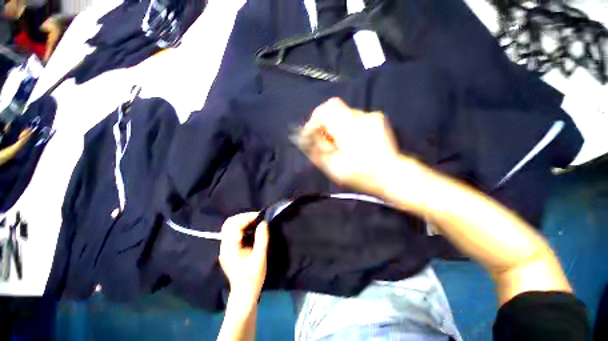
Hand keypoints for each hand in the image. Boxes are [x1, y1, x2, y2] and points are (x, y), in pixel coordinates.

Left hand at [219, 213, 268, 303]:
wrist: (244, 293)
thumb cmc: (252, 277)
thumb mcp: (260, 258)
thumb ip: (261, 239)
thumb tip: (264, 222)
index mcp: (229, 249)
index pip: (234, 225)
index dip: (247, 218)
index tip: (260, 217)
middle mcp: (224, 246)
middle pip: (229, 223)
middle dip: (244, 217)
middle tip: (258, 218)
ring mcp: (225, 247)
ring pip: (231, 226)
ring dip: (244, 221)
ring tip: (257, 222)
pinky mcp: (229, 248)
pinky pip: (234, 231)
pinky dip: (243, 226)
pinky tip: (253, 229)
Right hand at [299, 98, 404, 194]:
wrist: (391, 174)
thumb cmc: (362, 174)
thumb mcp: (334, 167)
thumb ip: (317, 151)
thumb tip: (307, 140)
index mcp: (348, 129)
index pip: (325, 110)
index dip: (313, 121)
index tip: (310, 134)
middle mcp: (360, 118)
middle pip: (333, 107)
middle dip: (322, 122)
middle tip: (322, 138)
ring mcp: (370, 116)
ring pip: (343, 113)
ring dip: (334, 125)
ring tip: (336, 143)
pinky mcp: (376, 119)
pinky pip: (354, 117)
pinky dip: (346, 126)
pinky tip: (349, 140)